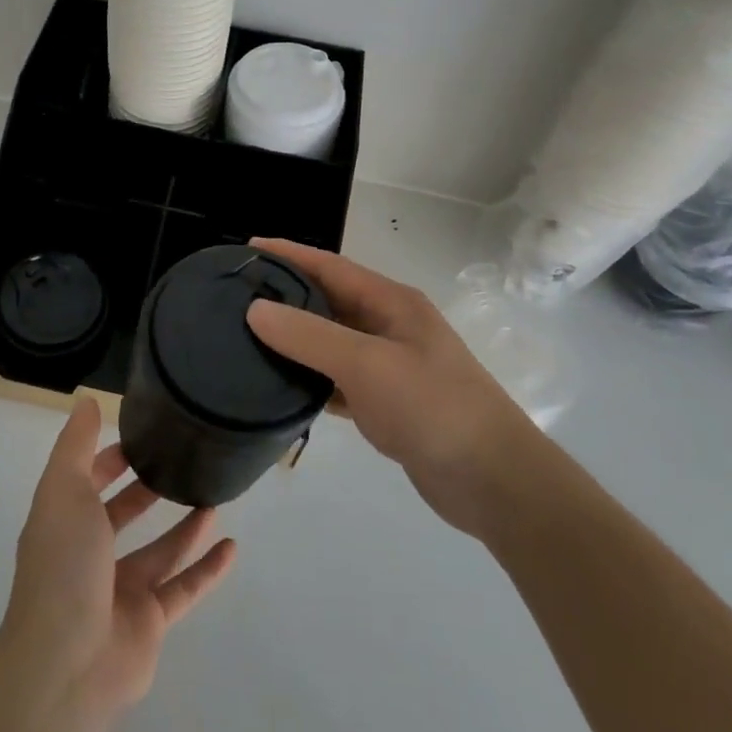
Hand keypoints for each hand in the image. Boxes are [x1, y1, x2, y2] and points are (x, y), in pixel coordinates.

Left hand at [0, 401, 236, 725]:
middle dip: (145, 491)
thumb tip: (86, 400)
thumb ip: (76, 446)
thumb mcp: (63, 490)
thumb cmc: (63, 566)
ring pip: (159, 551)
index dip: (108, 459)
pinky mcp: (150, 622)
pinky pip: (184, 588)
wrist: (66, 664)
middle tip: (181, 463)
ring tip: (214, 499)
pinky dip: (207, 570)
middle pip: (121, 516)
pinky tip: (232, 547)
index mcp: (64, 523)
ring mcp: (120, 591)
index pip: (86, 481)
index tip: (141, 437)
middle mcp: (90, 556)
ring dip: (184, 527)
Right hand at [245, 238, 537, 535]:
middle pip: (329, 301)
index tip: (247, 249)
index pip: (330, 267)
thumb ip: (310, 336)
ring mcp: (390, 366)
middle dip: (287, 295)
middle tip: (238, 296)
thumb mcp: (367, 364)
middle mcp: (390, 327)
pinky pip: (338, 380)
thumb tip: (255, 310)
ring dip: (296, 339)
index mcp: (392, 303)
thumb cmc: (432, 407)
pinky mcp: (387, 403)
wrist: (493, 481)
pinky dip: (310, 379)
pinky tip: (282, 386)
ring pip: (331, 342)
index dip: (289, 255)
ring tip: (248, 338)